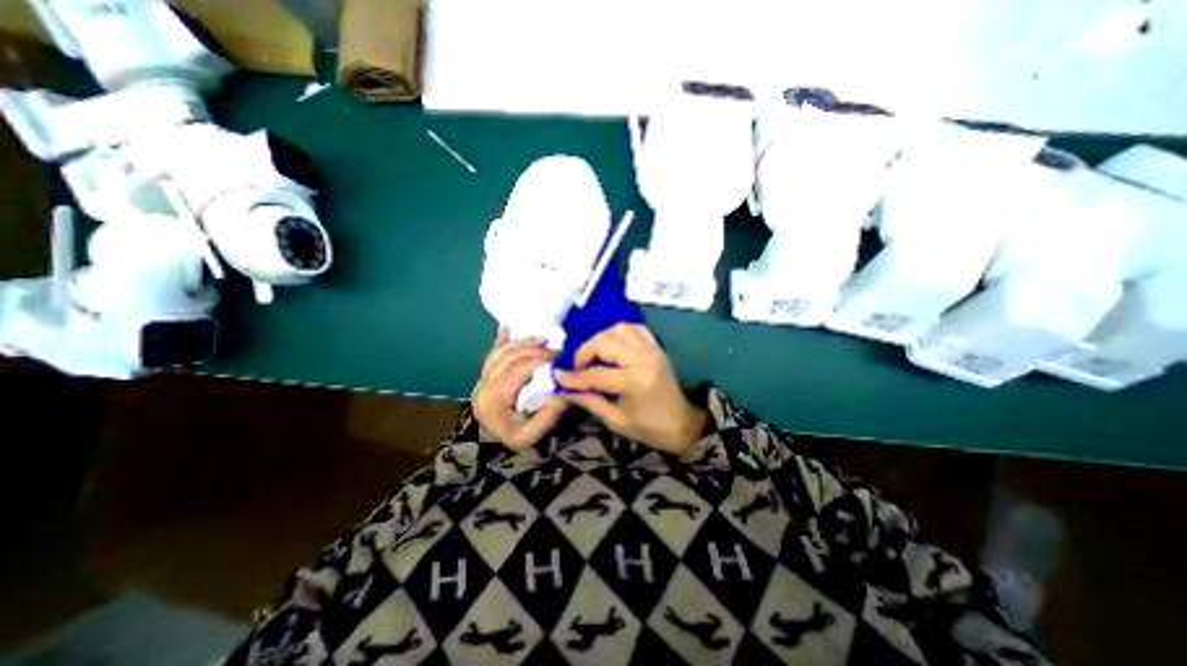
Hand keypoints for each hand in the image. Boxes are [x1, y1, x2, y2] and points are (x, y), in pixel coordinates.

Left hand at [470, 326, 565, 445]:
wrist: (495, 448)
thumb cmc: (516, 438)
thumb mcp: (532, 436)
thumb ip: (546, 418)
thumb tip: (559, 394)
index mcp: (493, 400)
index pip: (516, 370)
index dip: (537, 359)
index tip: (558, 356)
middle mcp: (482, 387)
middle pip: (507, 358)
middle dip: (532, 348)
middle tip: (553, 347)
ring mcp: (480, 382)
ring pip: (499, 353)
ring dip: (521, 343)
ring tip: (542, 340)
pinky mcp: (483, 379)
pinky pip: (491, 355)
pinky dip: (501, 341)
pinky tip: (507, 328)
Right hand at [554, 322, 703, 457]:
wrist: (682, 424)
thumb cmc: (649, 428)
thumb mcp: (615, 421)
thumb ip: (589, 401)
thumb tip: (564, 389)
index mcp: (633, 382)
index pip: (595, 374)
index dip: (573, 377)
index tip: (558, 376)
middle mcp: (642, 359)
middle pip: (604, 342)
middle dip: (584, 352)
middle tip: (577, 367)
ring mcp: (651, 349)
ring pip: (618, 329)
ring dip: (600, 339)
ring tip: (593, 354)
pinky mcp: (655, 347)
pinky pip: (635, 328)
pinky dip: (619, 331)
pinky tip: (612, 344)